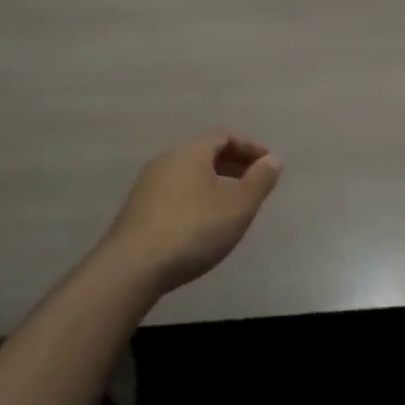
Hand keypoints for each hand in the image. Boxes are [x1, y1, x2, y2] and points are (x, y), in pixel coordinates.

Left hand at [102, 130, 282, 294]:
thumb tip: (273, 159)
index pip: (224, 135)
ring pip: (188, 172)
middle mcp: (166, 160)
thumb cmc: (192, 231)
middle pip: (204, 152)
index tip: (267, 164)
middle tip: (253, 182)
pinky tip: (202, 222)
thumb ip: (259, 181)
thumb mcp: (238, 207)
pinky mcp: (137, 209)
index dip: (249, 146)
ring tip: (231, 203)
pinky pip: (174, 190)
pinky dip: (195, 196)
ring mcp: (147, 185)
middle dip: (232, 163)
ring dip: (213, 181)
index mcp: (191, 152)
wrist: (131, 269)